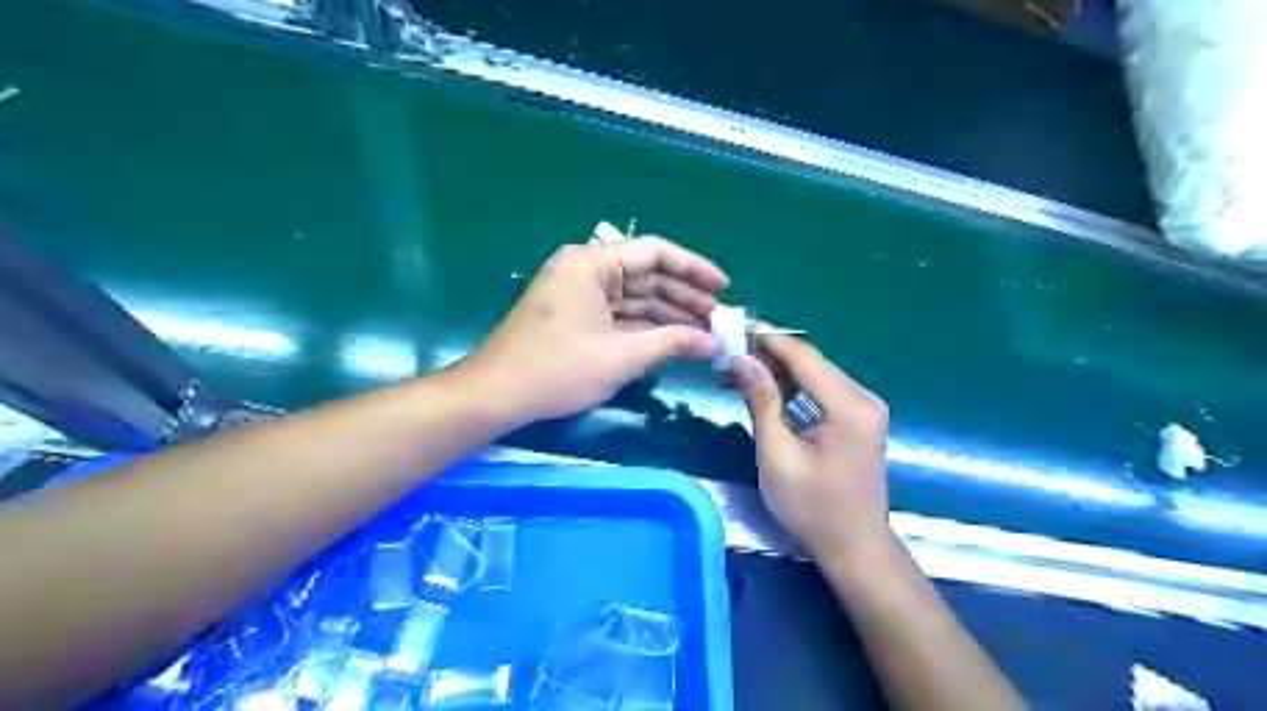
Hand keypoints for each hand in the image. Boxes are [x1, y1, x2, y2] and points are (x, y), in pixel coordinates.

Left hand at [471, 237, 731, 424]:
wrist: (498, 395)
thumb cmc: (559, 368)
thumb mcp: (622, 355)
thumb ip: (673, 342)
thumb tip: (714, 343)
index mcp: (591, 263)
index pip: (654, 252)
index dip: (694, 268)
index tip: (724, 288)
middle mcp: (586, 270)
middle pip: (647, 276)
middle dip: (684, 299)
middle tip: (719, 321)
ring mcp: (580, 294)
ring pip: (635, 298)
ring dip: (669, 316)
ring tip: (706, 334)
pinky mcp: (578, 317)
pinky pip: (620, 315)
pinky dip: (646, 329)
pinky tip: (675, 341)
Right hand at [729, 335, 894, 563]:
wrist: (854, 548)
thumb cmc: (812, 508)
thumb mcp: (777, 455)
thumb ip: (762, 402)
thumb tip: (741, 359)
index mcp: (848, 406)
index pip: (803, 355)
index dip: (766, 339)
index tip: (731, 330)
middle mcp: (862, 398)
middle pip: (809, 362)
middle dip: (766, 356)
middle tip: (725, 357)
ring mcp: (863, 408)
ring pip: (812, 375)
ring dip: (775, 373)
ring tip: (734, 375)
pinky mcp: (857, 419)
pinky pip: (819, 392)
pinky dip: (790, 389)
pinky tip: (762, 392)